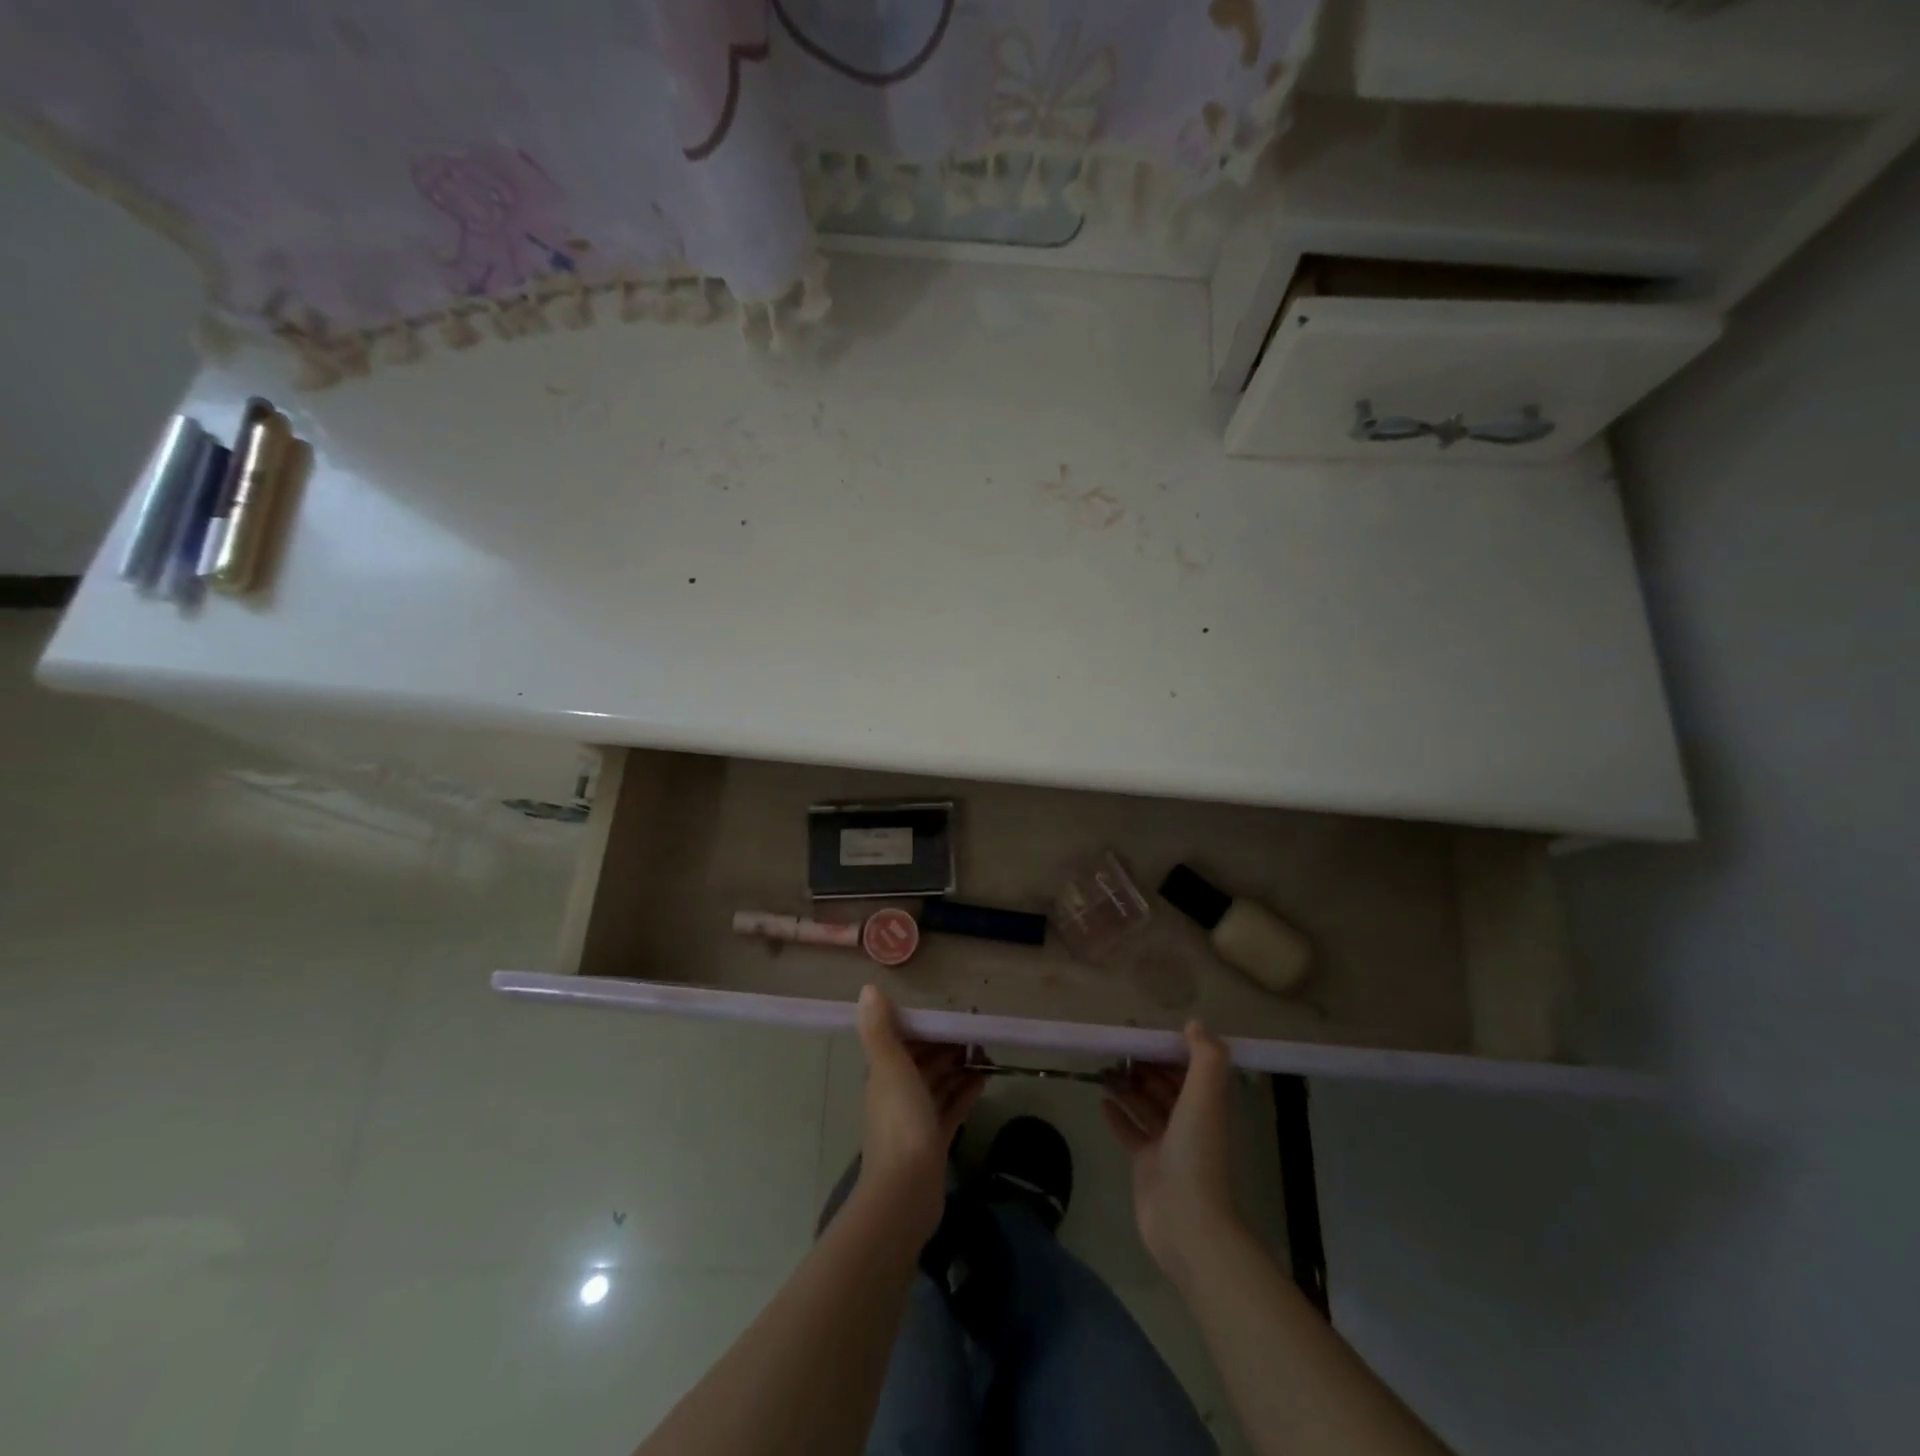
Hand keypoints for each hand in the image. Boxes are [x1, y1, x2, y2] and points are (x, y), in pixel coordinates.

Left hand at [854, 985, 985, 1241]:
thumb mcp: (889, 1067)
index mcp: (884, 1075)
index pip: (904, 1041)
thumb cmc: (900, 1122)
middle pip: (923, 1062)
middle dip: (946, 1046)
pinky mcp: (934, 1142)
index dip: (925, 1027)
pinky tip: (984, 1079)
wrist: (905, 1192)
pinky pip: (952, 1108)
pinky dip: (965, 1092)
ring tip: (985, 1053)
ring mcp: (916, 1120)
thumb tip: (867, 988)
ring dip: (958, 1068)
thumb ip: (879, 1029)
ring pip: (939, 1084)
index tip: (951, 1015)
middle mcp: (897, 1094)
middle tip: (976, 1033)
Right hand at [1102, 1021, 1239, 1284]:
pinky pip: (1131, 1133)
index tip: (1142, 1032)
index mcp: (1207, 1105)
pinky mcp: (1148, 1165)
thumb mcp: (1206, 1096)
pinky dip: (1118, 1117)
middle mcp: (1190, 1122)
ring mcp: (1168, 1146)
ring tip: (1104, 1070)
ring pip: (1146, 1107)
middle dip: (1145, 1066)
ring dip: (1128, 1087)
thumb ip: (1205, 1057)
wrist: (1188, 1222)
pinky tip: (1101, 1102)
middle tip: (1117, 1049)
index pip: (1188, 1068)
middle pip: (1166, 1086)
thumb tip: (1194, 1024)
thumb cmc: (1196, 1152)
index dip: (1168, 1049)